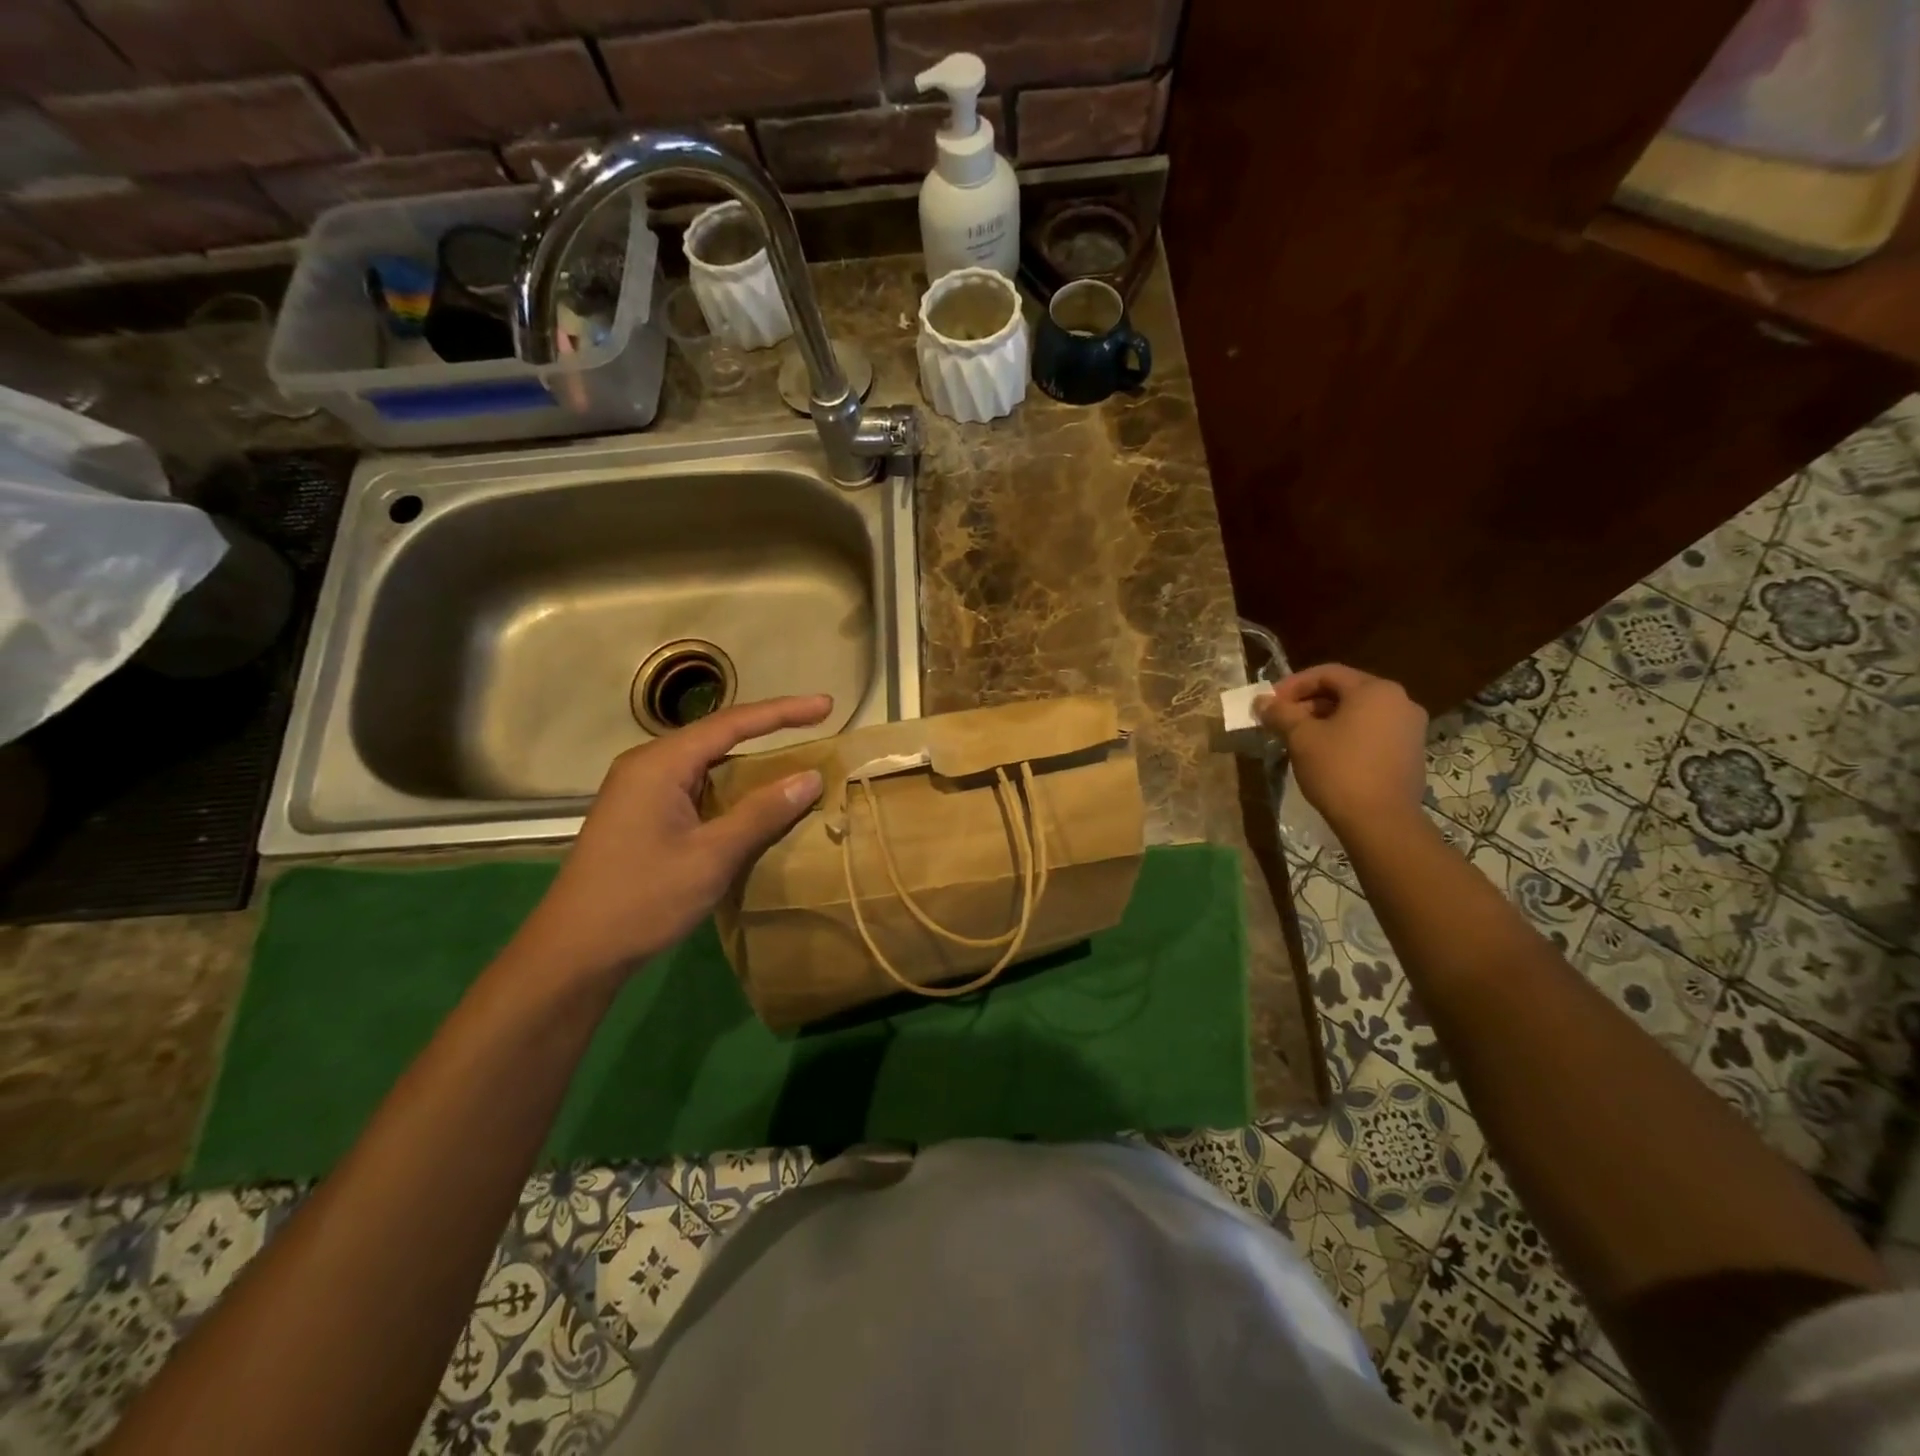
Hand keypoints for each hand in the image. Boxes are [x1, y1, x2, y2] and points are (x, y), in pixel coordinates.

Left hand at [509, 695, 831, 984]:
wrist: (574, 953)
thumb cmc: (643, 899)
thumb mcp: (712, 856)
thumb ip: (762, 812)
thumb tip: (811, 777)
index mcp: (660, 764)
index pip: (733, 723)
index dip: (784, 712)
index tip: (826, 705)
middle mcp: (647, 766)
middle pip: (718, 737)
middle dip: (769, 733)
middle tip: (817, 731)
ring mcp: (640, 790)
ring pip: (707, 764)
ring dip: (750, 765)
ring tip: (795, 765)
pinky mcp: (640, 815)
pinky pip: (695, 787)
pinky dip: (730, 789)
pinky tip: (753, 803)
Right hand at [1255, 664, 1426, 836]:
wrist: (1381, 820)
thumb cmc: (1338, 769)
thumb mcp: (1301, 737)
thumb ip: (1281, 713)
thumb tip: (1262, 701)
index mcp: (1375, 690)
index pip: (1327, 673)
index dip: (1293, 685)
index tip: (1270, 703)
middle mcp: (1399, 700)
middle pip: (1345, 691)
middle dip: (1308, 704)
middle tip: (1281, 722)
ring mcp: (1410, 727)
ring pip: (1359, 713)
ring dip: (1325, 720)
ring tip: (1299, 739)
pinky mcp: (1411, 752)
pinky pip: (1372, 732)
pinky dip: (1347, 735)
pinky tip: (1325, 755)